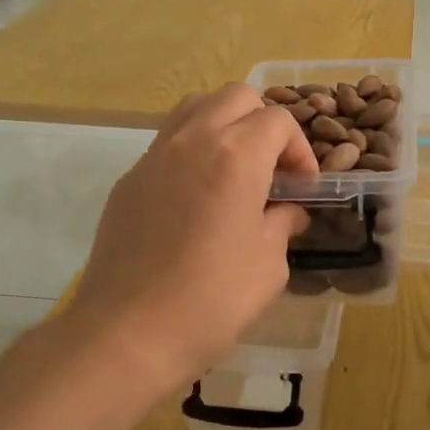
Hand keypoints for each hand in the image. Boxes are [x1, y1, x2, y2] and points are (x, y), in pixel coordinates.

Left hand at [68, 85, 315, 392]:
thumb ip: (282, 223)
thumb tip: (286, 210)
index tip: (302, 187)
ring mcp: (154, 156)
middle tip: (273, 168)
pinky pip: (168, 142)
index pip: (279, 121)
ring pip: (196, 108)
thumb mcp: (269, 265)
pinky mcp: (129, 179)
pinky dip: (193, 150)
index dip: (300, 150)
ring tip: (236, 169)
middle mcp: (193, 140)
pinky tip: (199, 197)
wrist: (127, 334)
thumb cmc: (212, 300)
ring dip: (225, 125)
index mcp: (236, 155)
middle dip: (264, 123)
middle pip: (236, 96)